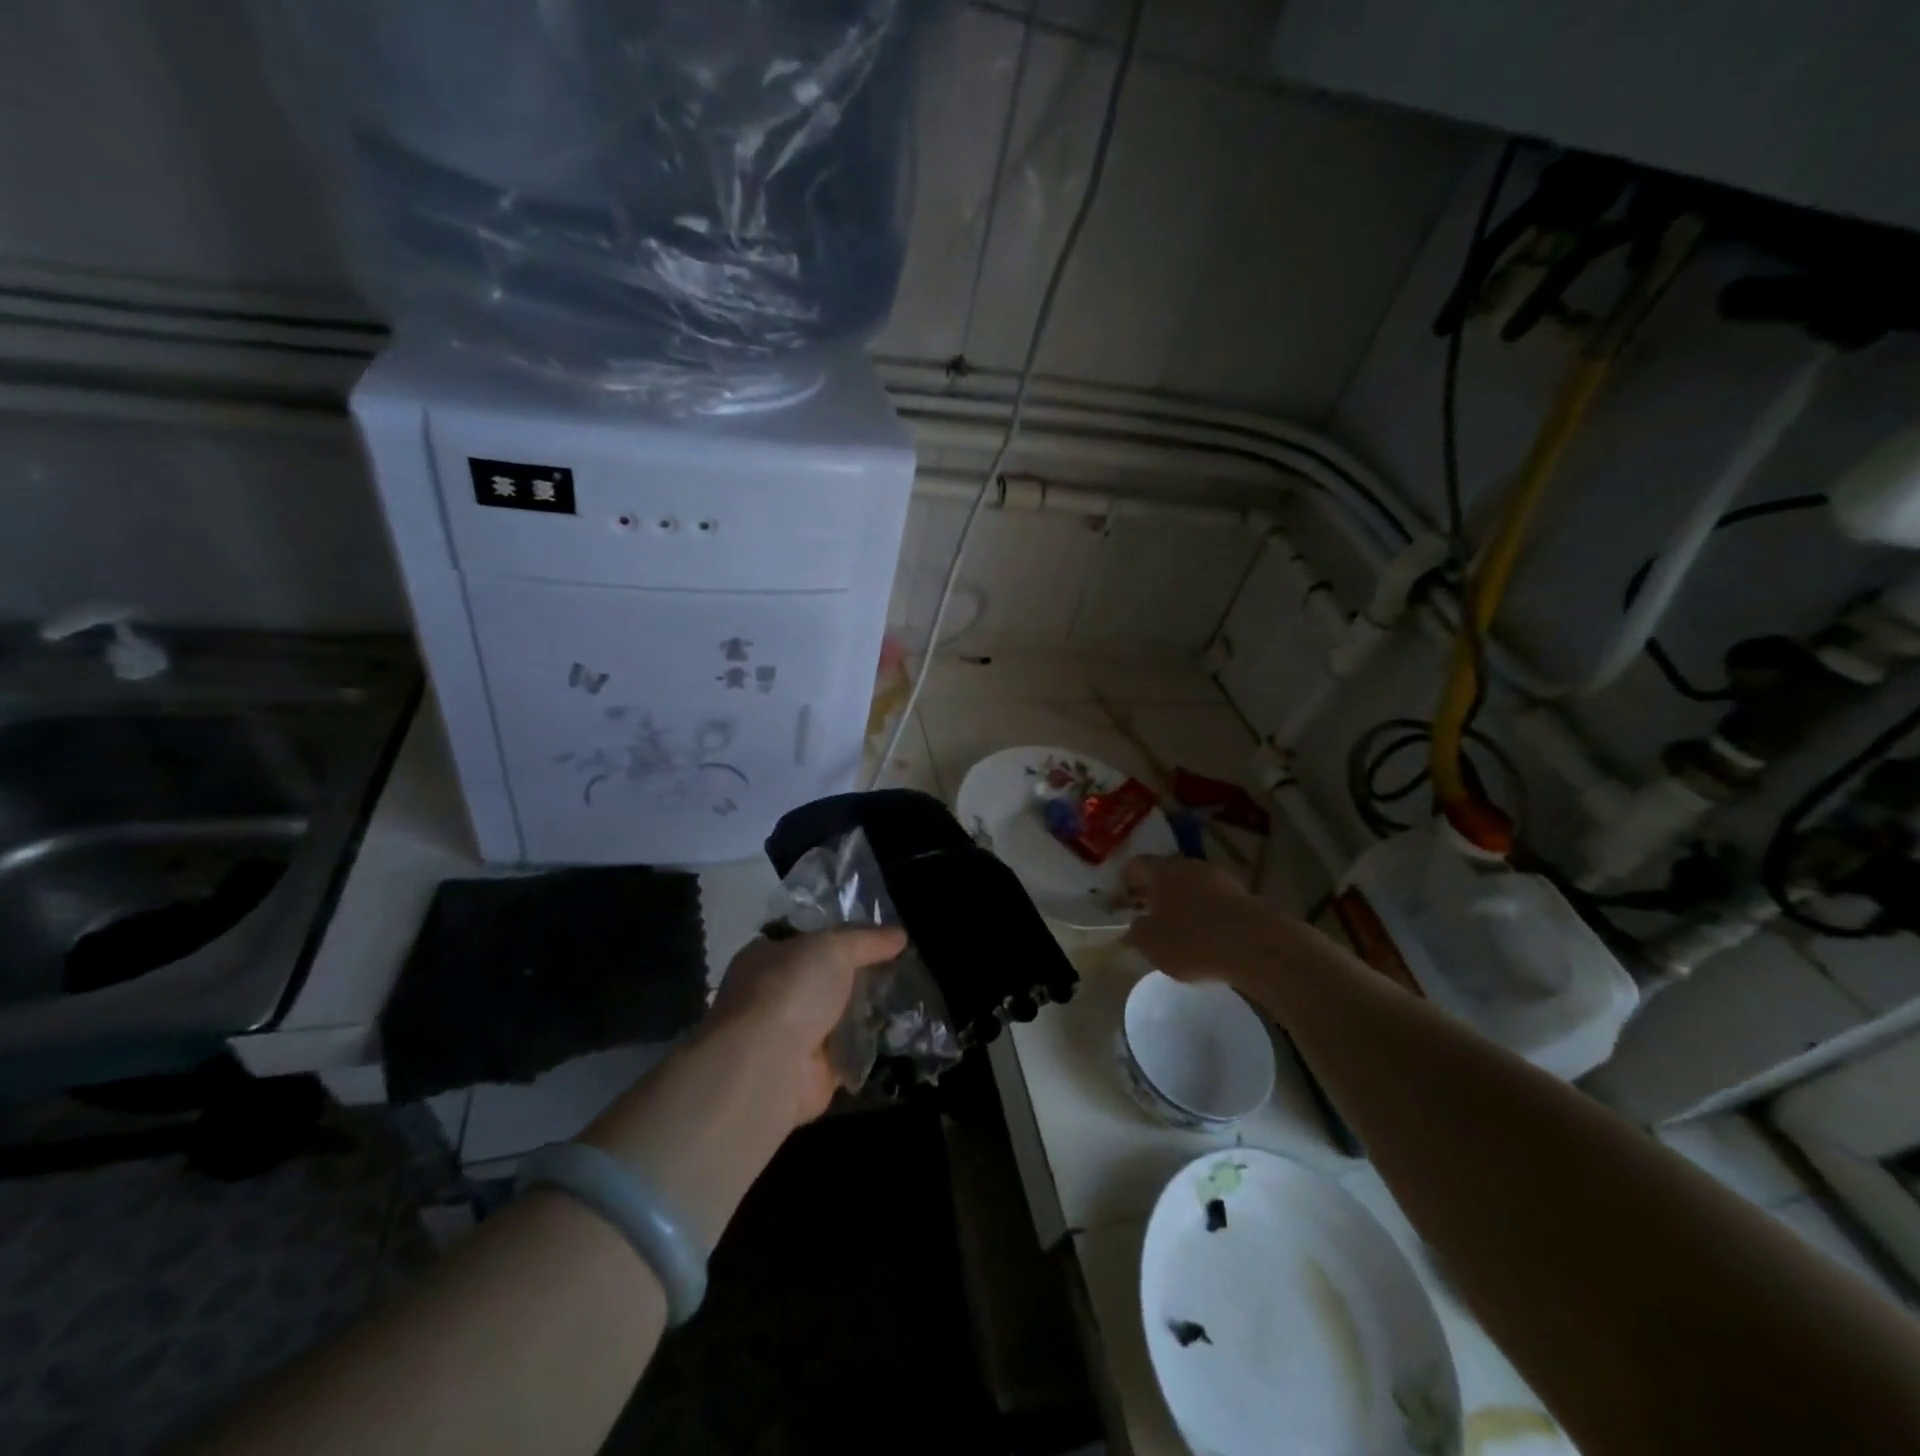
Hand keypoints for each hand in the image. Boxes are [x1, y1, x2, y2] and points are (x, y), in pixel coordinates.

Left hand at [705, 927, 906, 1125]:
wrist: (769, 1064)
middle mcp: (772, 995)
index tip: (875, 939)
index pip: (805, 940)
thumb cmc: (791, 989)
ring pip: (836, 1016)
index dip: (838, 936)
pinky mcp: (810, 1072)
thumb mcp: (834, 946)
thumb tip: (900, 934)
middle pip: (824, 979)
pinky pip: (847, 1052)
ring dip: (865, 1012)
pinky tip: (898, 1033)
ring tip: (907, 997)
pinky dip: (868, 1046)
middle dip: (856, 976)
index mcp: (765, 956)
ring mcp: (789, 1036)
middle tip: (897, 968)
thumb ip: (867, 939)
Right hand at [1122, 856, 1290, 985]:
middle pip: (1165, 872)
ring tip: (1175, 925)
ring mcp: (1220, 878)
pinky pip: (1214, 900)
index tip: (1121, 898)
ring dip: (1181, 900)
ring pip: (1191, 885)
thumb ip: (1136, 933)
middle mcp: (1189, 866)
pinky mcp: (1243, 896)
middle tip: (1145, 911)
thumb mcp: (1151, 944)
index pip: (1135, 865)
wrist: (1258, 946)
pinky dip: (1204, 912)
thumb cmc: (1193, 940)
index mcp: (1162, 870)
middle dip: (1154, 890)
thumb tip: (1133, 926)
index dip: (1125, 880)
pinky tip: (1204, 934)